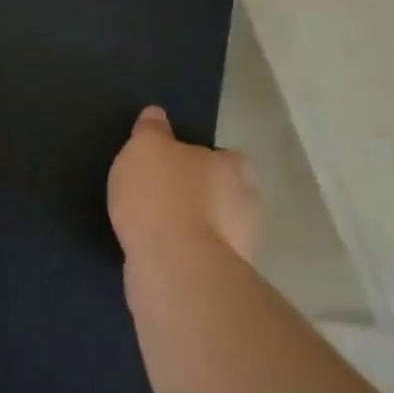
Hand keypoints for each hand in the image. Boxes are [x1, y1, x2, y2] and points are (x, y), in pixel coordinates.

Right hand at [108, 106, 259, 262]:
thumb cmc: (162, 194)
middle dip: (200, 194)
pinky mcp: (225, 278)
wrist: (174, 267)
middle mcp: (248, 203)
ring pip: (215, 226)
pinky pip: (201, 255)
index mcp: (235, 166)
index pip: (224, 156)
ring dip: (193, 226)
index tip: (173, 165)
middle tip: (162, 194)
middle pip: (223, 192)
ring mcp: (241, 245)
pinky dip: (185, 252)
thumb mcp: (145, 147)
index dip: (199, 159)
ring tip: (155, 226)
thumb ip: (151, 129)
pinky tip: (159, 251)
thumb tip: (157, 114)